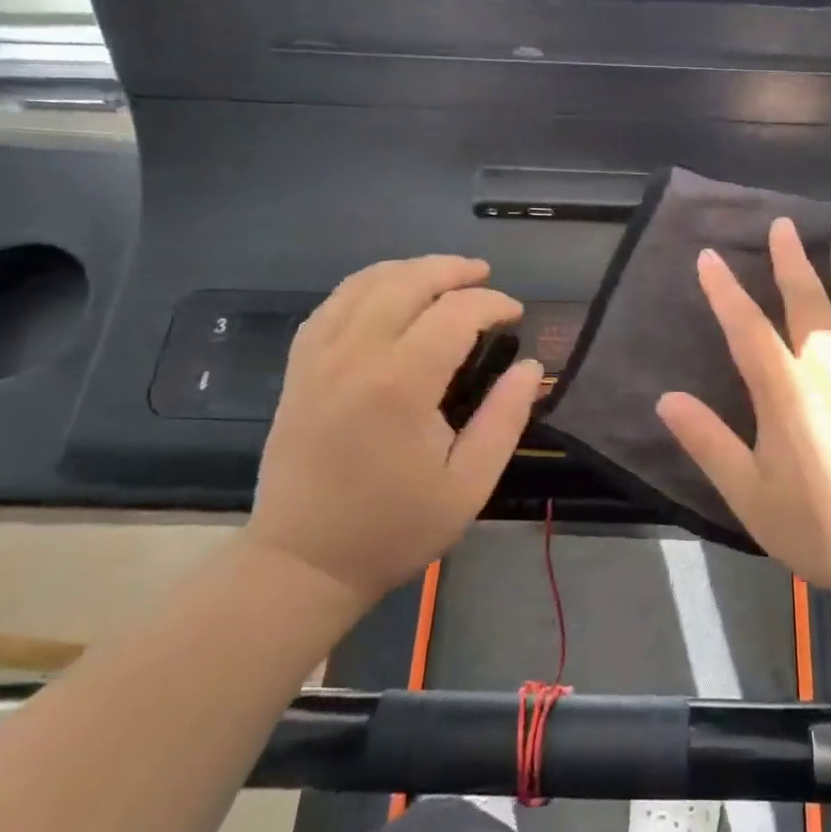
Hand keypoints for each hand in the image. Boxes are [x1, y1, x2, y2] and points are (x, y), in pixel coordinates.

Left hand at [249, 256, 542, 608]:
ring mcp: (319, 357)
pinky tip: (388, 294)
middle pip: (407, 281)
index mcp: (401, 384)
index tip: (516, 314)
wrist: (304, 561)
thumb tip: (531, 367)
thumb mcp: (468, 484)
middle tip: (485, 276)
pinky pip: (333, 304)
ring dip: (410, 269)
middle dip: (452, 269)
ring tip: (443, 275)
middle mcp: (355, 355)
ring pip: (365, 282)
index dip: (492, 303)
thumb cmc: (394, 527)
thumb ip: (505, 418)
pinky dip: (367, 285)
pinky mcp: (299, 367)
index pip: (455, 313)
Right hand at [656, 219, 830, 633]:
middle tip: (784, 225)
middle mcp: (829, 367)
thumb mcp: (751, 495)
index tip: (709, 257)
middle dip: (791, 261)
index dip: (724, 290)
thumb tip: (665, 398)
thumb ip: (708, 443)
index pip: (745, 327)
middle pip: (806, 301)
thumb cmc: (823, 528)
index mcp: (785, 390)